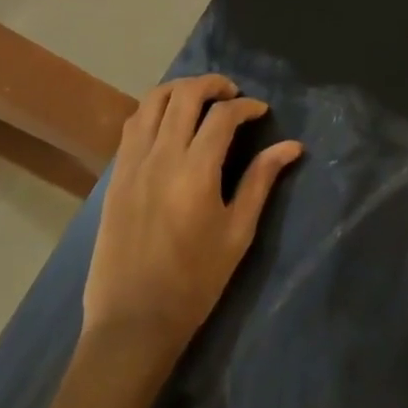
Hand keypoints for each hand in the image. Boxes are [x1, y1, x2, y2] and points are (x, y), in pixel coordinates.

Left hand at [81, 75, 302, 369]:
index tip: (261, 111)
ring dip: (180, 90)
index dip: (246, 106)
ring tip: (200, 100)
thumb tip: (292, 145)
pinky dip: (155, 110)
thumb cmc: (194, 282)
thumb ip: (261, 180)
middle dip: (213, 84)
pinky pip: (133, 126)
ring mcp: (133, 164)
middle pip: (185, 94)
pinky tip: (170, 124)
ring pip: (153, 101)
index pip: (223, 115)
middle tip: (232, 94)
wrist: (132, 324)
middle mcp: (161, 157)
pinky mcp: (115, 177)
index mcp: (196, 171)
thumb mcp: (237, 232)